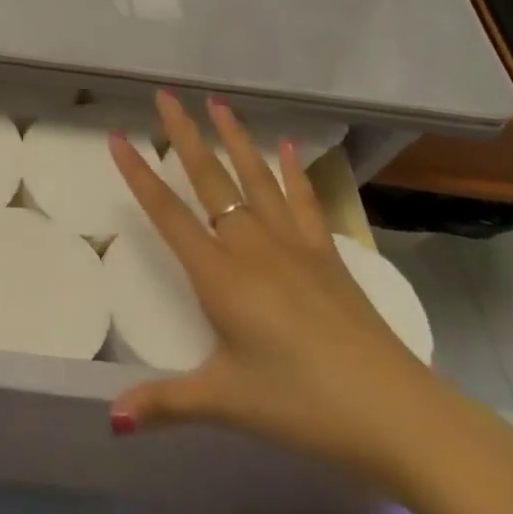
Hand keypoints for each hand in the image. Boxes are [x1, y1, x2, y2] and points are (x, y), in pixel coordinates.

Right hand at [106, 91, 455, 485]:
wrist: (399, 414)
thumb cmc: (303, 405)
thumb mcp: (228, 402)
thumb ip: (168, 402)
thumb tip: (113, 419)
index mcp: (219, 275)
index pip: (167, 213)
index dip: (139, 174)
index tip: (118, 135)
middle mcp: (251, 247)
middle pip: (209, 179)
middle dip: (183, 134)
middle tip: (165, 94)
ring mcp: (292, 246)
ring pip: (255, 178)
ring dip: (234, 138)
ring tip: (217, 102)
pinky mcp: (326, 256)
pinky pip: (303, 202)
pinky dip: (293, 171)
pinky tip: (287, 147)